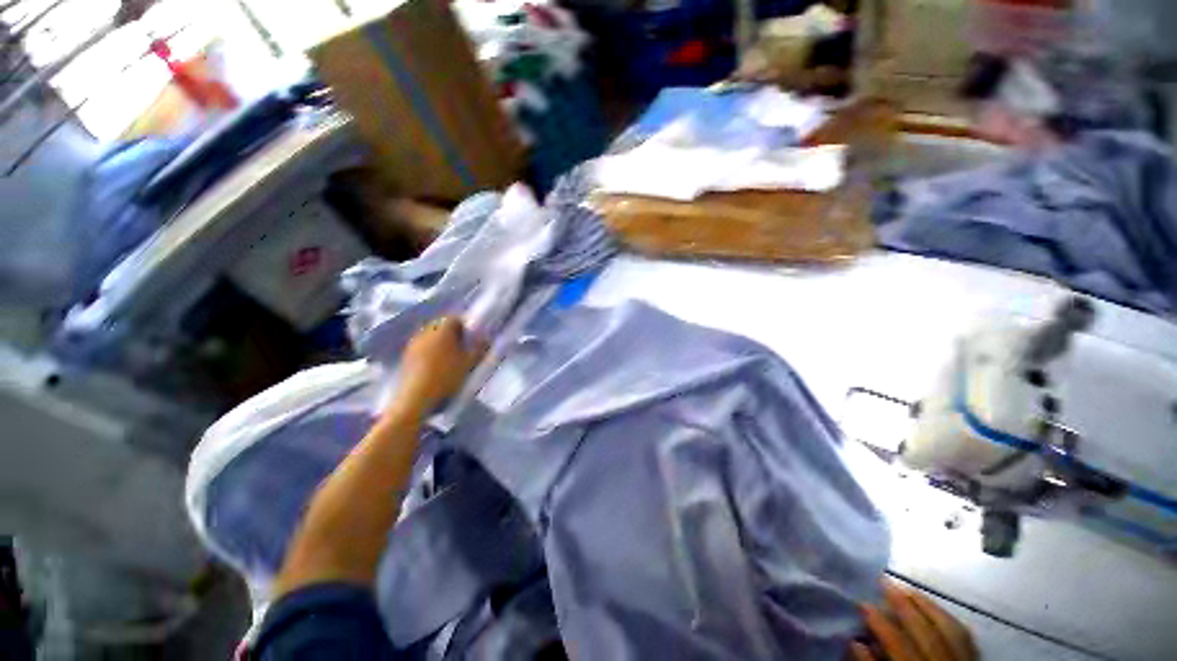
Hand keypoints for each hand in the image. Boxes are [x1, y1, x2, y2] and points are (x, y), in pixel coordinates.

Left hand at [394, 317, 484, 414]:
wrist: (415, 398)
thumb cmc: (446, 377)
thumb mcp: (469, 363)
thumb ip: (479, 349)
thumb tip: (486, 339)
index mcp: (442, 329)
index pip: (455, 318)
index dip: (465, 326)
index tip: (472, 337)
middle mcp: (426, 331)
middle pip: (441, 325)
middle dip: (453, 333)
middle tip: (463, 347)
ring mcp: (413, 343)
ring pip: (431, 336)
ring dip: (440, 342)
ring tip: (450, 358)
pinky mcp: (406, 356)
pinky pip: (422, 347)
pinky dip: (430, 351)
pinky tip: (436, 366)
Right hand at [849, 580, 976, 660]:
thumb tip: (856, 642)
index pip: (901, 647)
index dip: (882, 625)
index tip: (862, 603)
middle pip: (928, 634)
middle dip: (904, 606)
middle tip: (883, 582)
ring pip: (951, 631)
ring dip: (927, 606)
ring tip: (906, 589)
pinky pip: (965, 637)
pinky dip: (947, 618)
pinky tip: (933, 608)